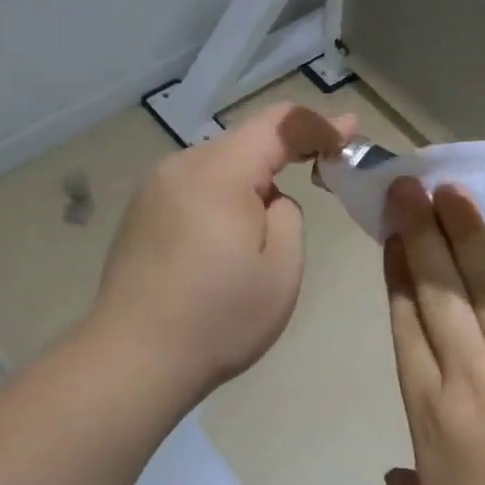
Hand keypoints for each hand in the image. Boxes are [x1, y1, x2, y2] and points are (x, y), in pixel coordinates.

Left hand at [89, 102, 353, 403]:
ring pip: (220, 165)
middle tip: (327, 167)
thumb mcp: (282, 268)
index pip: (278, 125)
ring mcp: (154, 190)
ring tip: (275, 217)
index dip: (320, 123)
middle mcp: (181, 167)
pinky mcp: (142, 215)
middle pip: (246, 140)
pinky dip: (226, 195)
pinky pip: (197, 187)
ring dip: (255, 176)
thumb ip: (288, 215)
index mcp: (219, 173)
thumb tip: (270, 200)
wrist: (133, 361)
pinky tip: (231, 234)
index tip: (352, 131)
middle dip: (289, 149)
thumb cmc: (219, 318)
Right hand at [381, 179, 484, 484]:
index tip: (391, 237)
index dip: (397, 275)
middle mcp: (472, 379)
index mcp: (430, 420)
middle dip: (421, 233)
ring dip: (468, 232)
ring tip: (452, 191)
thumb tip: (395, 470)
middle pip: (440, 291)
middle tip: (409, 186)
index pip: (405, 327)